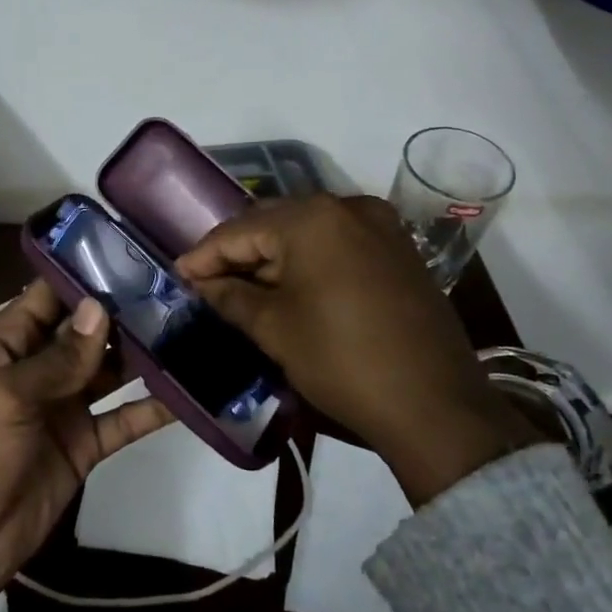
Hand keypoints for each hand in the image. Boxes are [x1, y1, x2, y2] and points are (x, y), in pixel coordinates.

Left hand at [0, 281, 173, 591]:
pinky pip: (123, 419)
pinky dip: (152, 408)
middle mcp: (39, 368)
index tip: (126, 255)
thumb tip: (99, 308)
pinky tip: (187, 393)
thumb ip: (58, 357)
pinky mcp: (85, 443)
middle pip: (85, 332)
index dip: (80, 276)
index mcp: (7, 346)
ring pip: (109, 370)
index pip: (46, 298)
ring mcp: (64, 406)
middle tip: (173, 291)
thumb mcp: (8, 395)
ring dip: (141, 355)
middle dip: (121, 313)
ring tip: (185, 330)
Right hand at [177, 195, 539, 504]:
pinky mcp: (399, 249)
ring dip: (272, 256)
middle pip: (274, 223)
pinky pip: (338, 243)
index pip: (240, 230)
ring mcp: (380, 226)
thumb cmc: (342, 360)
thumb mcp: (275, 328)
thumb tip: (201, 282)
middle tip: (206, 282)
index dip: (204, 255)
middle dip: (238, 252)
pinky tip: (289, 285)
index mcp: (312, 218)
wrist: (434, 404)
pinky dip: (308, 260)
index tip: (177, 275)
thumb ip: (230, 296)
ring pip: (307, 232)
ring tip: (241, 286)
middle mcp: (348, 207)